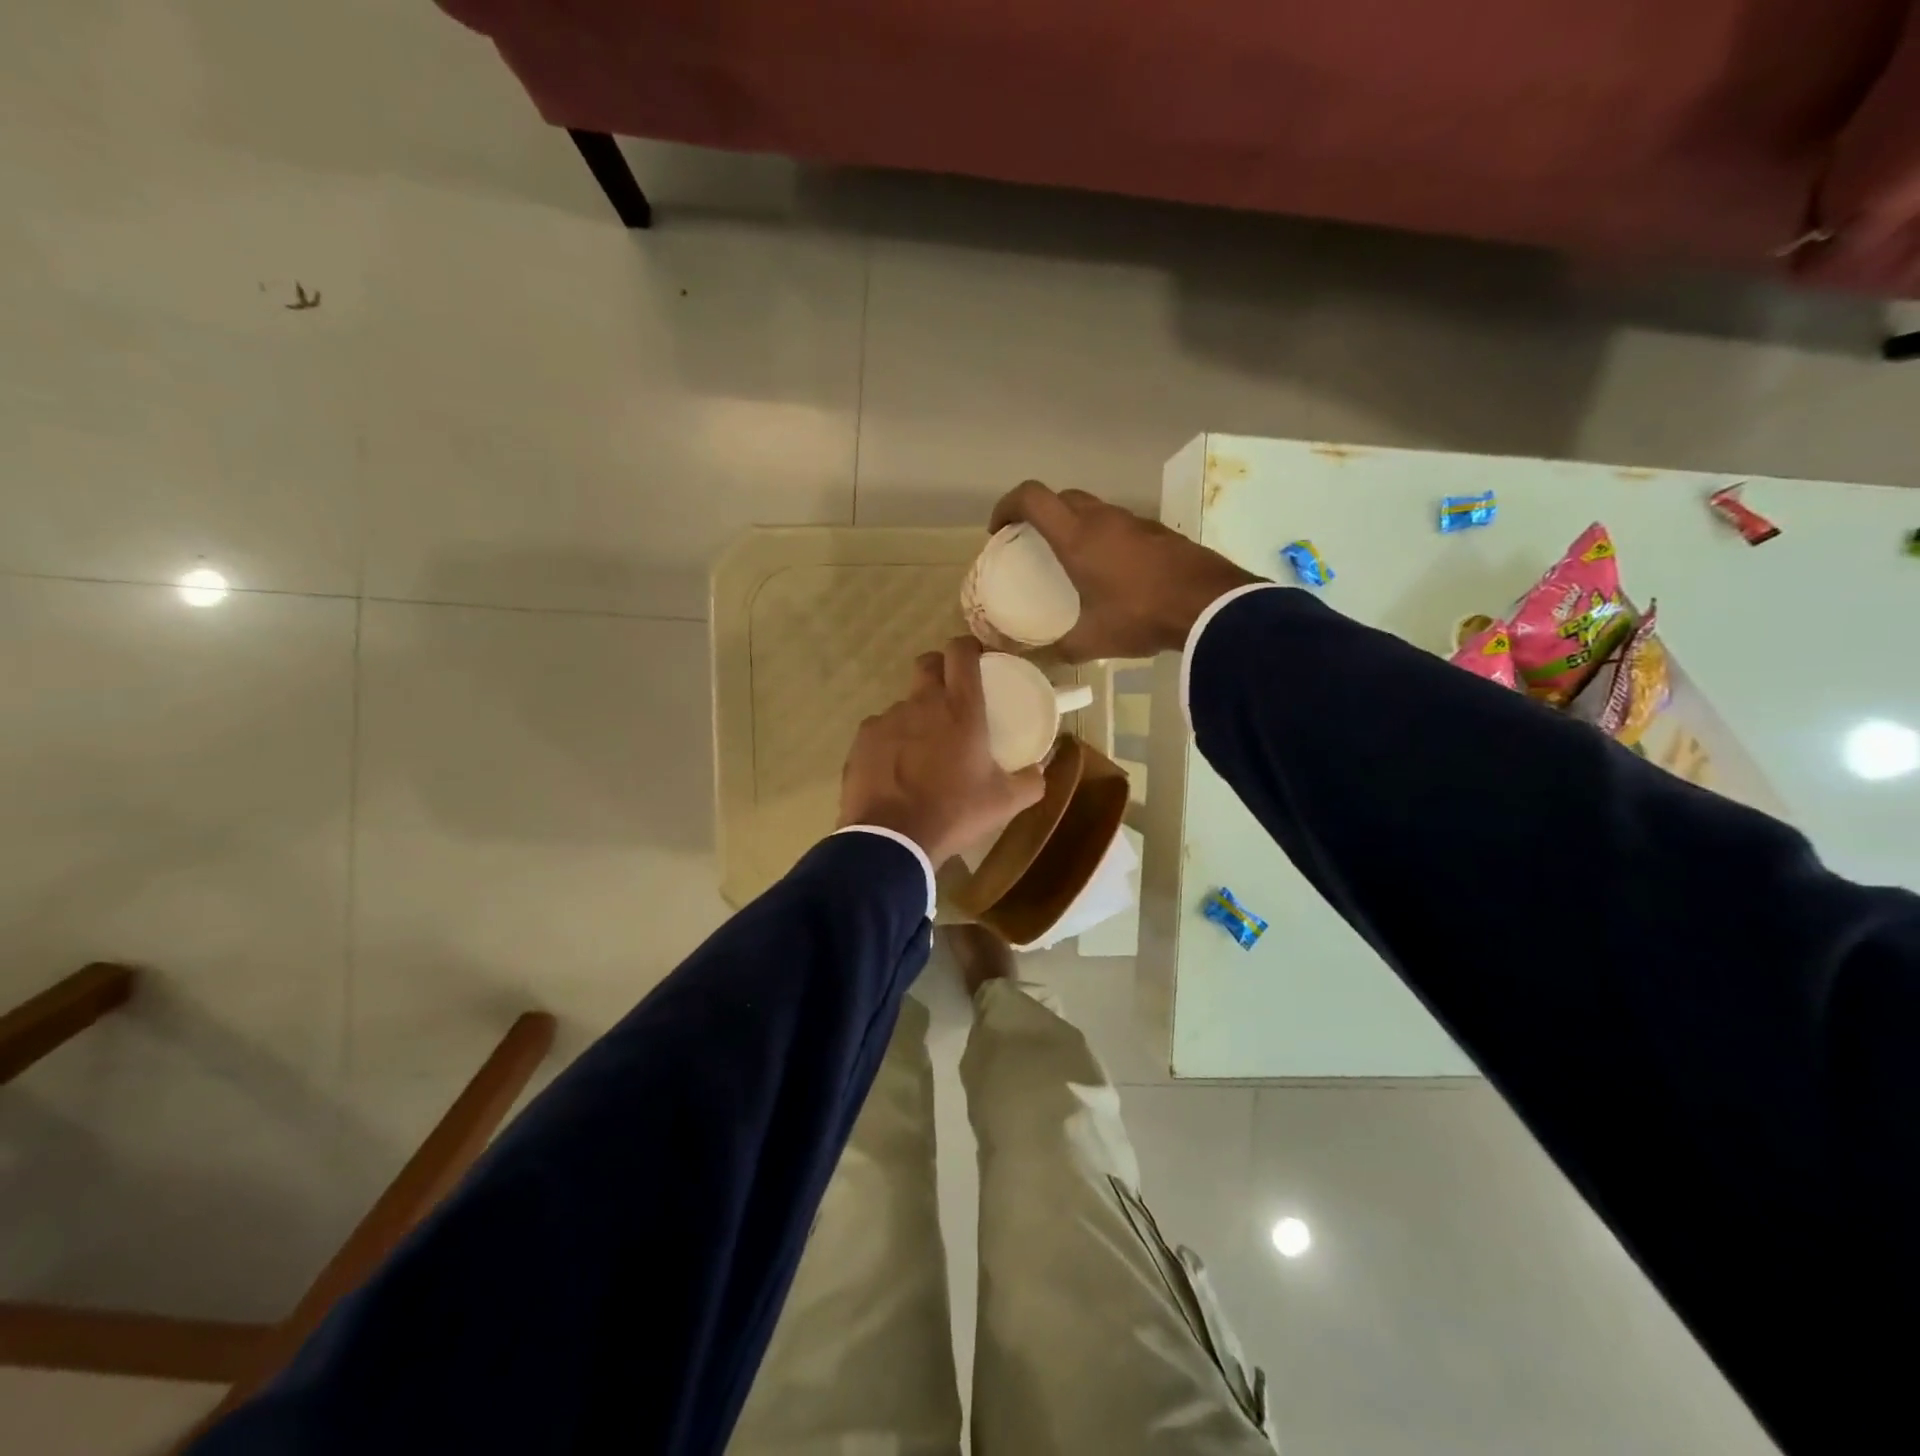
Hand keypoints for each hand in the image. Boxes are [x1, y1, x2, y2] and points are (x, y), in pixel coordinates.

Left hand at [839, 637, 1046, 865]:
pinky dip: (891, 742)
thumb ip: (1031, 781)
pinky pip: (881, 730)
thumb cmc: (954, 812)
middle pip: (928, 664)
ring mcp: (887, 719)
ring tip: (923, 750)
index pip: (961, 651)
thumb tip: (1040, 770)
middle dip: (940, 671)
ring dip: (916, 716)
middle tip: (951, 699)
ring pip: (905, 703)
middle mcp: (922, 703)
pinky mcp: (863, 739)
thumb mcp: (1004, 802)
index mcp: (960, 708)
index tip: (977, 660)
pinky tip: (896, 770)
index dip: (969, 647)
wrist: (893, 839)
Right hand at [989, 482, 1265, 660]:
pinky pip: (1119, 525)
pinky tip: (1110, 571)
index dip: (1007, 506)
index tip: (999, 530)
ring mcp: (1135, 521)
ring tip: (1071, 559)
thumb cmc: (1141, 615)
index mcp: (1077, 536)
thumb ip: (1062, 649)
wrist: (1210, 605)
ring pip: (1094, 509)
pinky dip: (1104, 537)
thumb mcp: (1094, 640)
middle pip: (1062, 497)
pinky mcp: (1159, 532)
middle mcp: (1103, 519)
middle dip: (1040, 514)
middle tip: (1033, 544)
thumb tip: (1043, 659)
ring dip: (1075, 524)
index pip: (1032, 497)